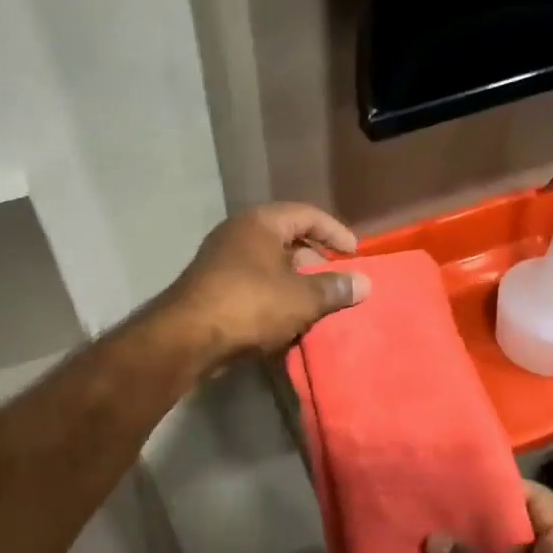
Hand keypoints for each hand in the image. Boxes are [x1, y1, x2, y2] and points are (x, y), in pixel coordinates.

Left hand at [163, 203, 372, 362]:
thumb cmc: (250, 304)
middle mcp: (238, 234)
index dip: (335, 232)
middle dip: (316, 261)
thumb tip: (364, 283)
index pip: (307, 215)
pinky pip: (254, 286)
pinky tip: (288, 322)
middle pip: (287, 239)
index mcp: (260, 222)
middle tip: (336, 284)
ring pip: (270, 266)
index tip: (356, 255)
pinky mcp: (213, 289)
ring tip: (317, 307)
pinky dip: (274, 299)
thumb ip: (335, 288)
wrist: (188, 338)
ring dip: (295, 284)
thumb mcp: (302, 297)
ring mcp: (221, 261)